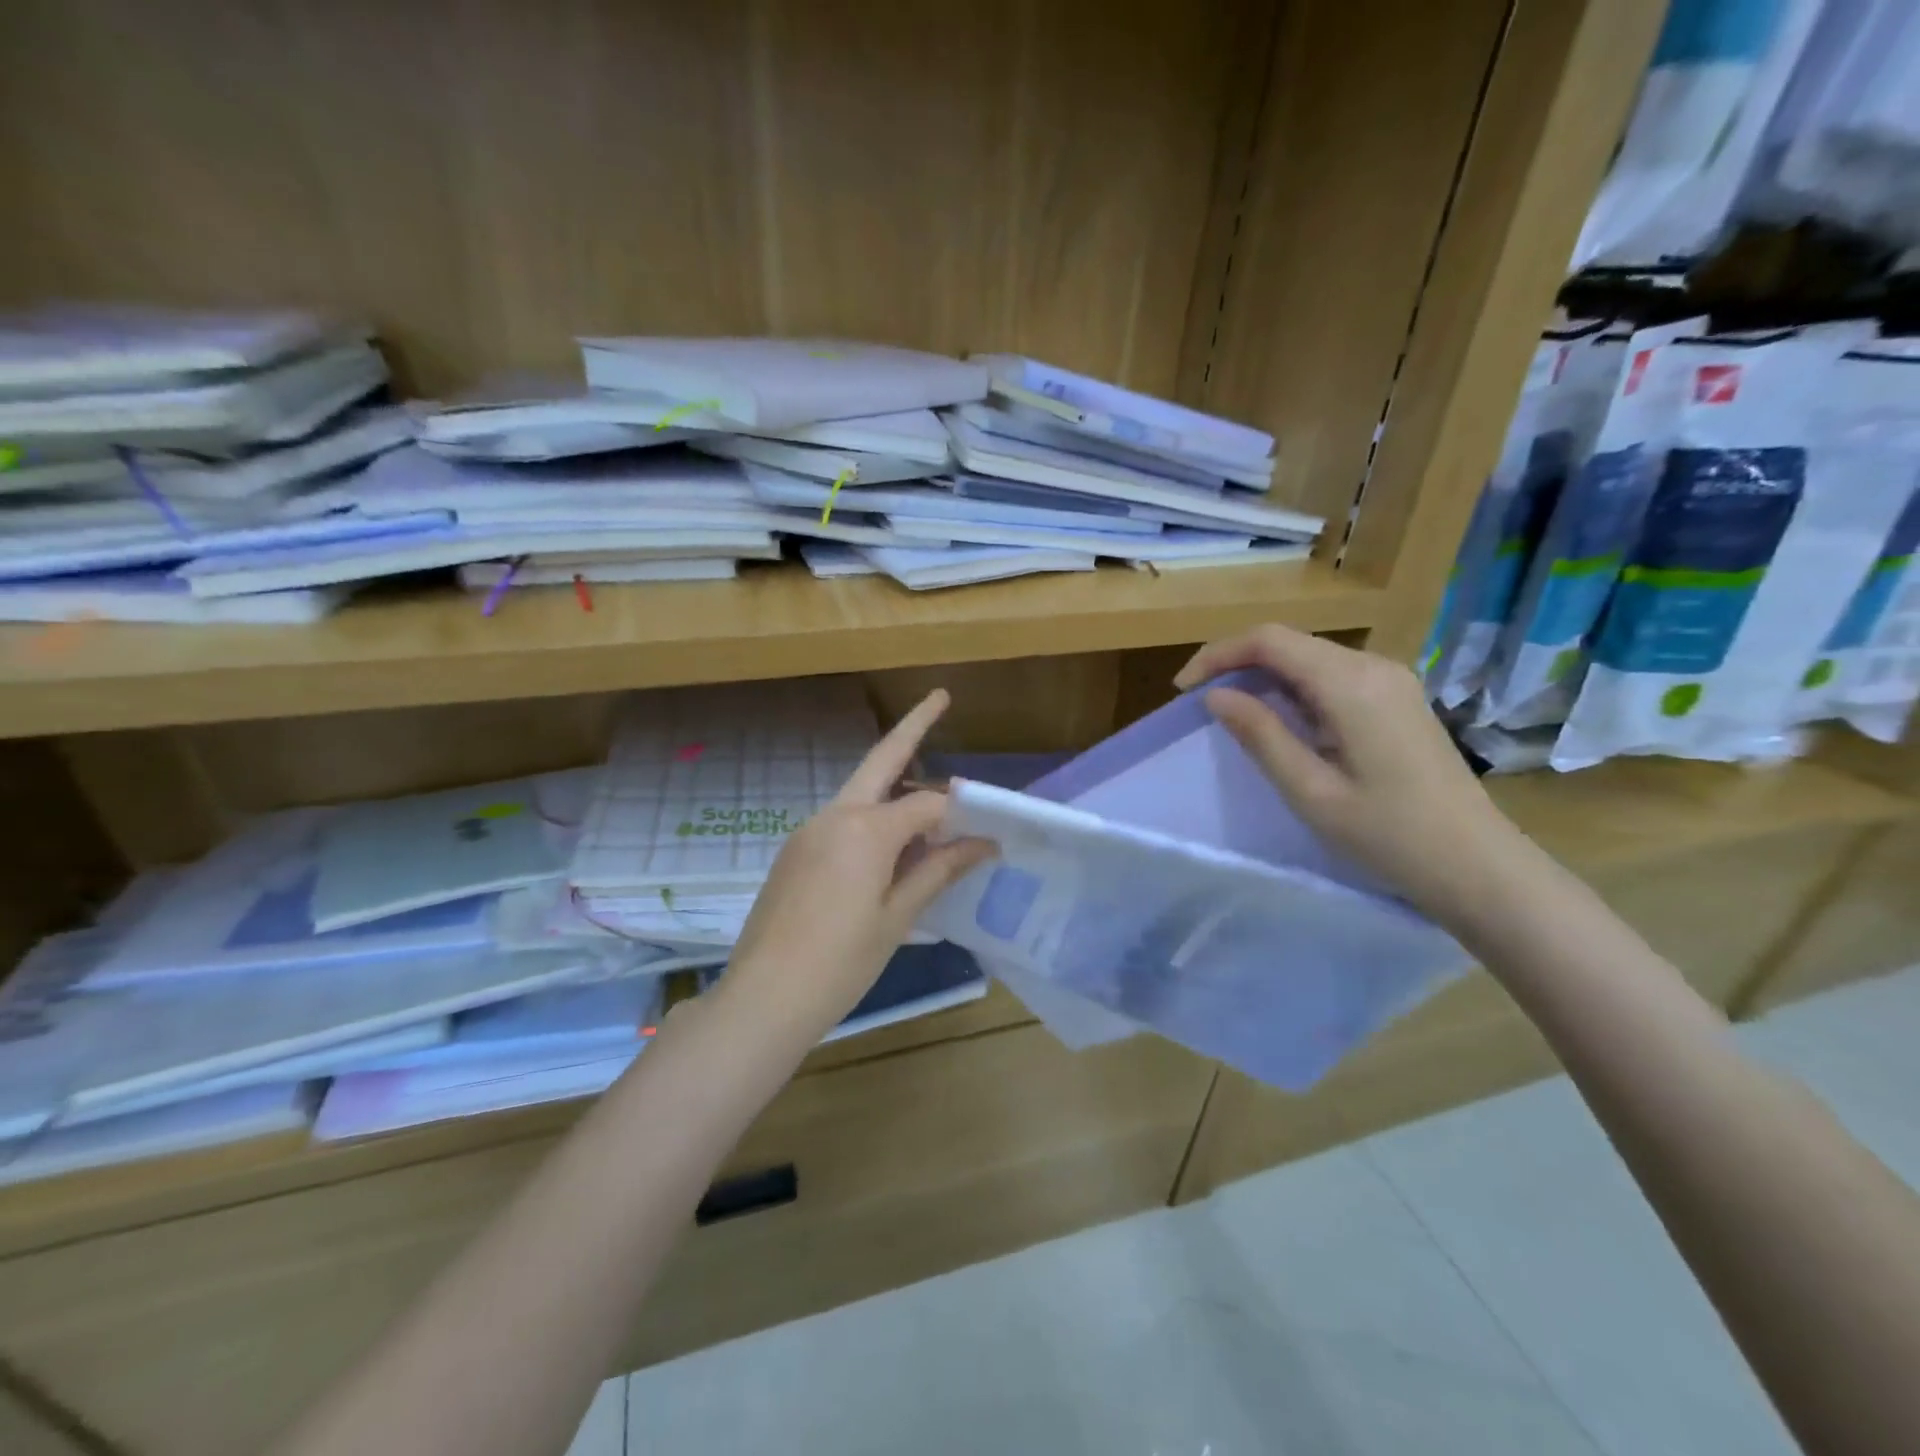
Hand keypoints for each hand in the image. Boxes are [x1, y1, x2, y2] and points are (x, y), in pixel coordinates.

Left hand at [716, 689, 996, 1052]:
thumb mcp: (898, 917)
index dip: (959, 815)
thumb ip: (938, 871)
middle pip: (881, 760)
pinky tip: (888, 854)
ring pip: (861, 794)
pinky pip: (843, 822)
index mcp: (865, 828)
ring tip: (931, 811)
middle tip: (939, 698)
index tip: (987, 833)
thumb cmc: (841, 962)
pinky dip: (872, 822)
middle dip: (912, 727)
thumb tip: (984, 844)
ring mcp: (809, 830)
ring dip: (894, 788)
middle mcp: (834, 815)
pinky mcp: (795, 851)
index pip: (927, 805)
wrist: (763, 998)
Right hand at [1174, 626, 1531, 926]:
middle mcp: (1374, 666)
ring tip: (1231, 713)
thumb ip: (1261, 735)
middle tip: (1201, 703)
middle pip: (1289, 642)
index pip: (1269, 641)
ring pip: (1310, 657)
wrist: (1477, 865)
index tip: (1183, 690)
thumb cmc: (1388, 835)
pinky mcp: (1397, 699)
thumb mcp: (1310, 790)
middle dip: (1237, 663)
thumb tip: (1216, 696)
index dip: (1218, 655)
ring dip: (1264, 676)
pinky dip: (1294, 688)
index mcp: (1351, 684)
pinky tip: (1282, 721)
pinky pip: (1332, 676)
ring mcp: (1391, 680)